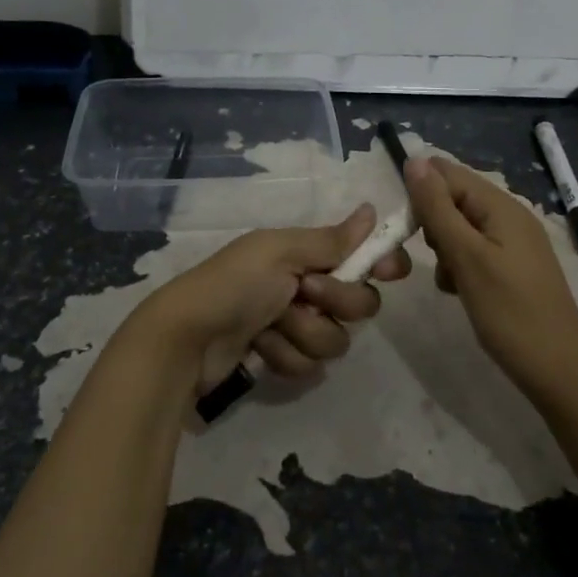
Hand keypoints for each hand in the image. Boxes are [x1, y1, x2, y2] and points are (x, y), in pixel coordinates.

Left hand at [135, 204, 410, 391]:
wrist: (187, 339)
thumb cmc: (234, 284)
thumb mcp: (280, 252)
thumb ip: (330, 240)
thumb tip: (371, 210)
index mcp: (305, 254)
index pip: (361, 257)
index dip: (380, 264)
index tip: (390, 271)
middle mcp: (306, 287)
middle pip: (359, 304)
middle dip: (336, 303)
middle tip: (305, 293)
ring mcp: (294, 325)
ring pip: (335, 340)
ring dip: (303, 333)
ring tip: (270, 325)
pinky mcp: (283, 357)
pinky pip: (310, 365)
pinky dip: (284, 356)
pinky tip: (258, 347)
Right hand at [403, 156, 577, 404]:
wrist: (558, 370)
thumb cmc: (510, 312)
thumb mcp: (466, 257)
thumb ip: (438, 208)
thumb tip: (414, 160)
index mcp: (501, 206)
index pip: (448, 175)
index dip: (421, 194)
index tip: (406, 230)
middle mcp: (509, 215)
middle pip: (454, 199)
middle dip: (433, 224)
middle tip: (438, 259)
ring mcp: (512, 242)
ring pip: (460, 227)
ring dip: (444, 248)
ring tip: (450, 280)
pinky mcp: (511, 267)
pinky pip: (473, 250)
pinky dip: (459, 265)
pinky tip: (459, 291)